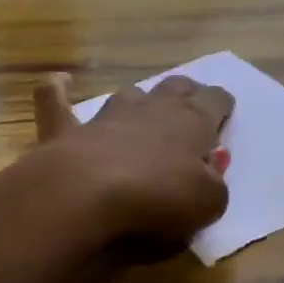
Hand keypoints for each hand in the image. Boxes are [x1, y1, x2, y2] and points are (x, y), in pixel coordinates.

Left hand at [27, 72, 232, 254]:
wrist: (85, 194)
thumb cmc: (158, 197)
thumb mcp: (209, 201)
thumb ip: (215, 183)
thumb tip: (209, 171)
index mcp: (193, 121)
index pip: (216, 100)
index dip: (223, 106)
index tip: (225, 115)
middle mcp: (154, 108)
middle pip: (177, 87)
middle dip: (187, 93)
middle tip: (191, 106)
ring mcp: (109, 115)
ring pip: (131, 92)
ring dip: (140, 99)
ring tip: (143, 107)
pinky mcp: (68, 130)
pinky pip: (58, 102)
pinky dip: (58, 91)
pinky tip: (59, 81)